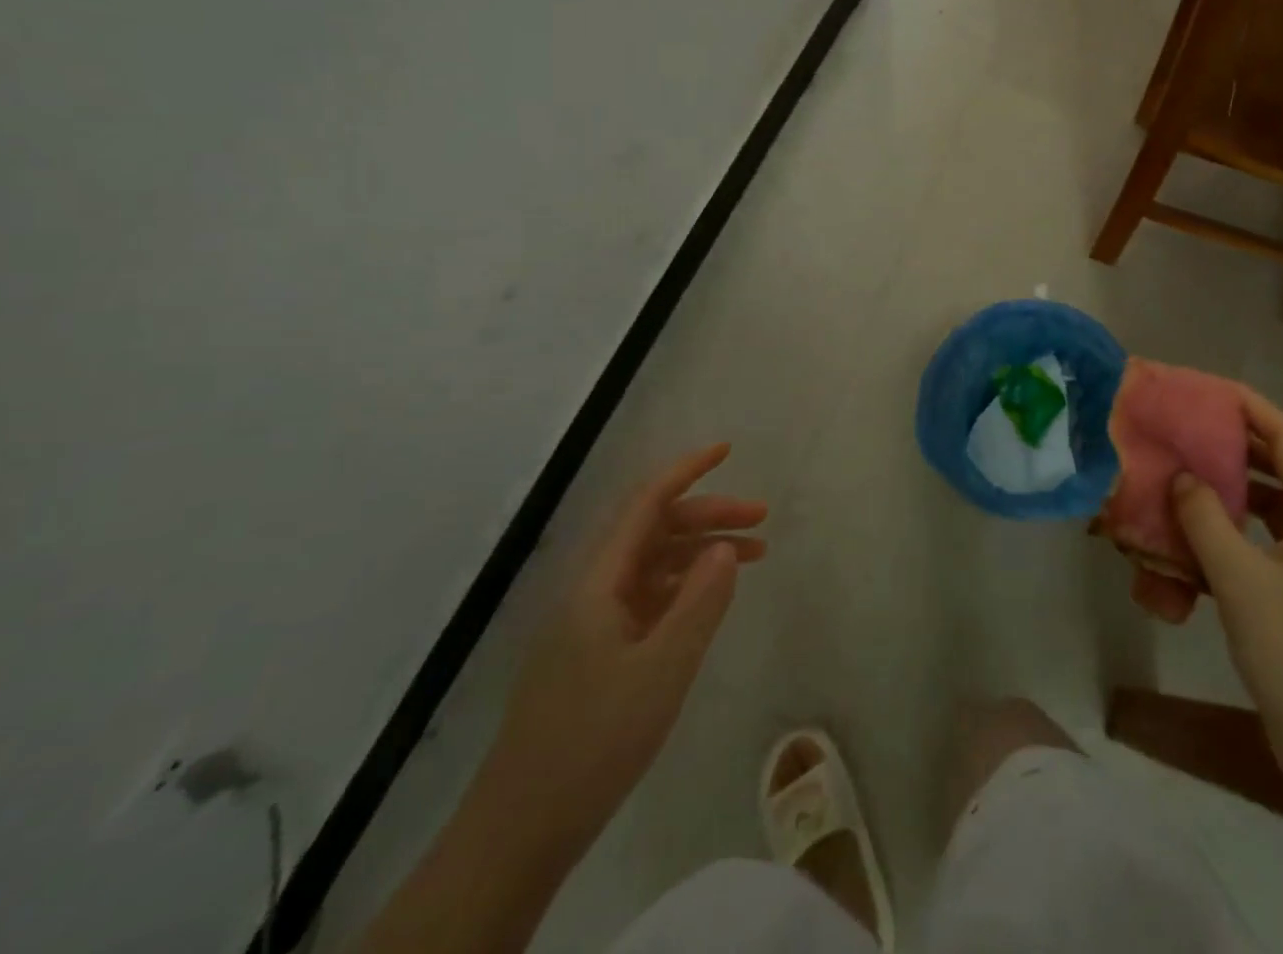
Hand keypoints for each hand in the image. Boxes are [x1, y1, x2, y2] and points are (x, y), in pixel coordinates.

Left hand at [467, 444, 765, 869]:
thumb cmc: (593, 741)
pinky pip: (650, 600)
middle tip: (762, 521)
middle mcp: (595, 590)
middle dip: (709, 516)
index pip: (646, 505)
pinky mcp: (600, 654)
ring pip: (655, 565)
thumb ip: (699, 602)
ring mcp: (595, 623)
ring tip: (755, 557)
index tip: (726, 450)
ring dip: (702, 553)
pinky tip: (712, 599)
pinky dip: (686, 588)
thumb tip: (726, 546)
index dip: (686, 471)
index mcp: (600, 581)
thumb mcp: (662, 669)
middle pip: (656, 531)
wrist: (521, 831)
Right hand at [1168, 389, 1282, 796]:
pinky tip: (1188, 547)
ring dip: (1225, 495)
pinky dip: (1225, 539)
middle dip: (1233, 447)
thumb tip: (1182, 475)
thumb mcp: (1243, 582)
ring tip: (1179, 479)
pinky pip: (1257, 552)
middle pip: (1279, 473)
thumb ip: (1207, 521)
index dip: (1254, 409)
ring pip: (1265, 514)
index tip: (1211, 389)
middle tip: (1185, 429)